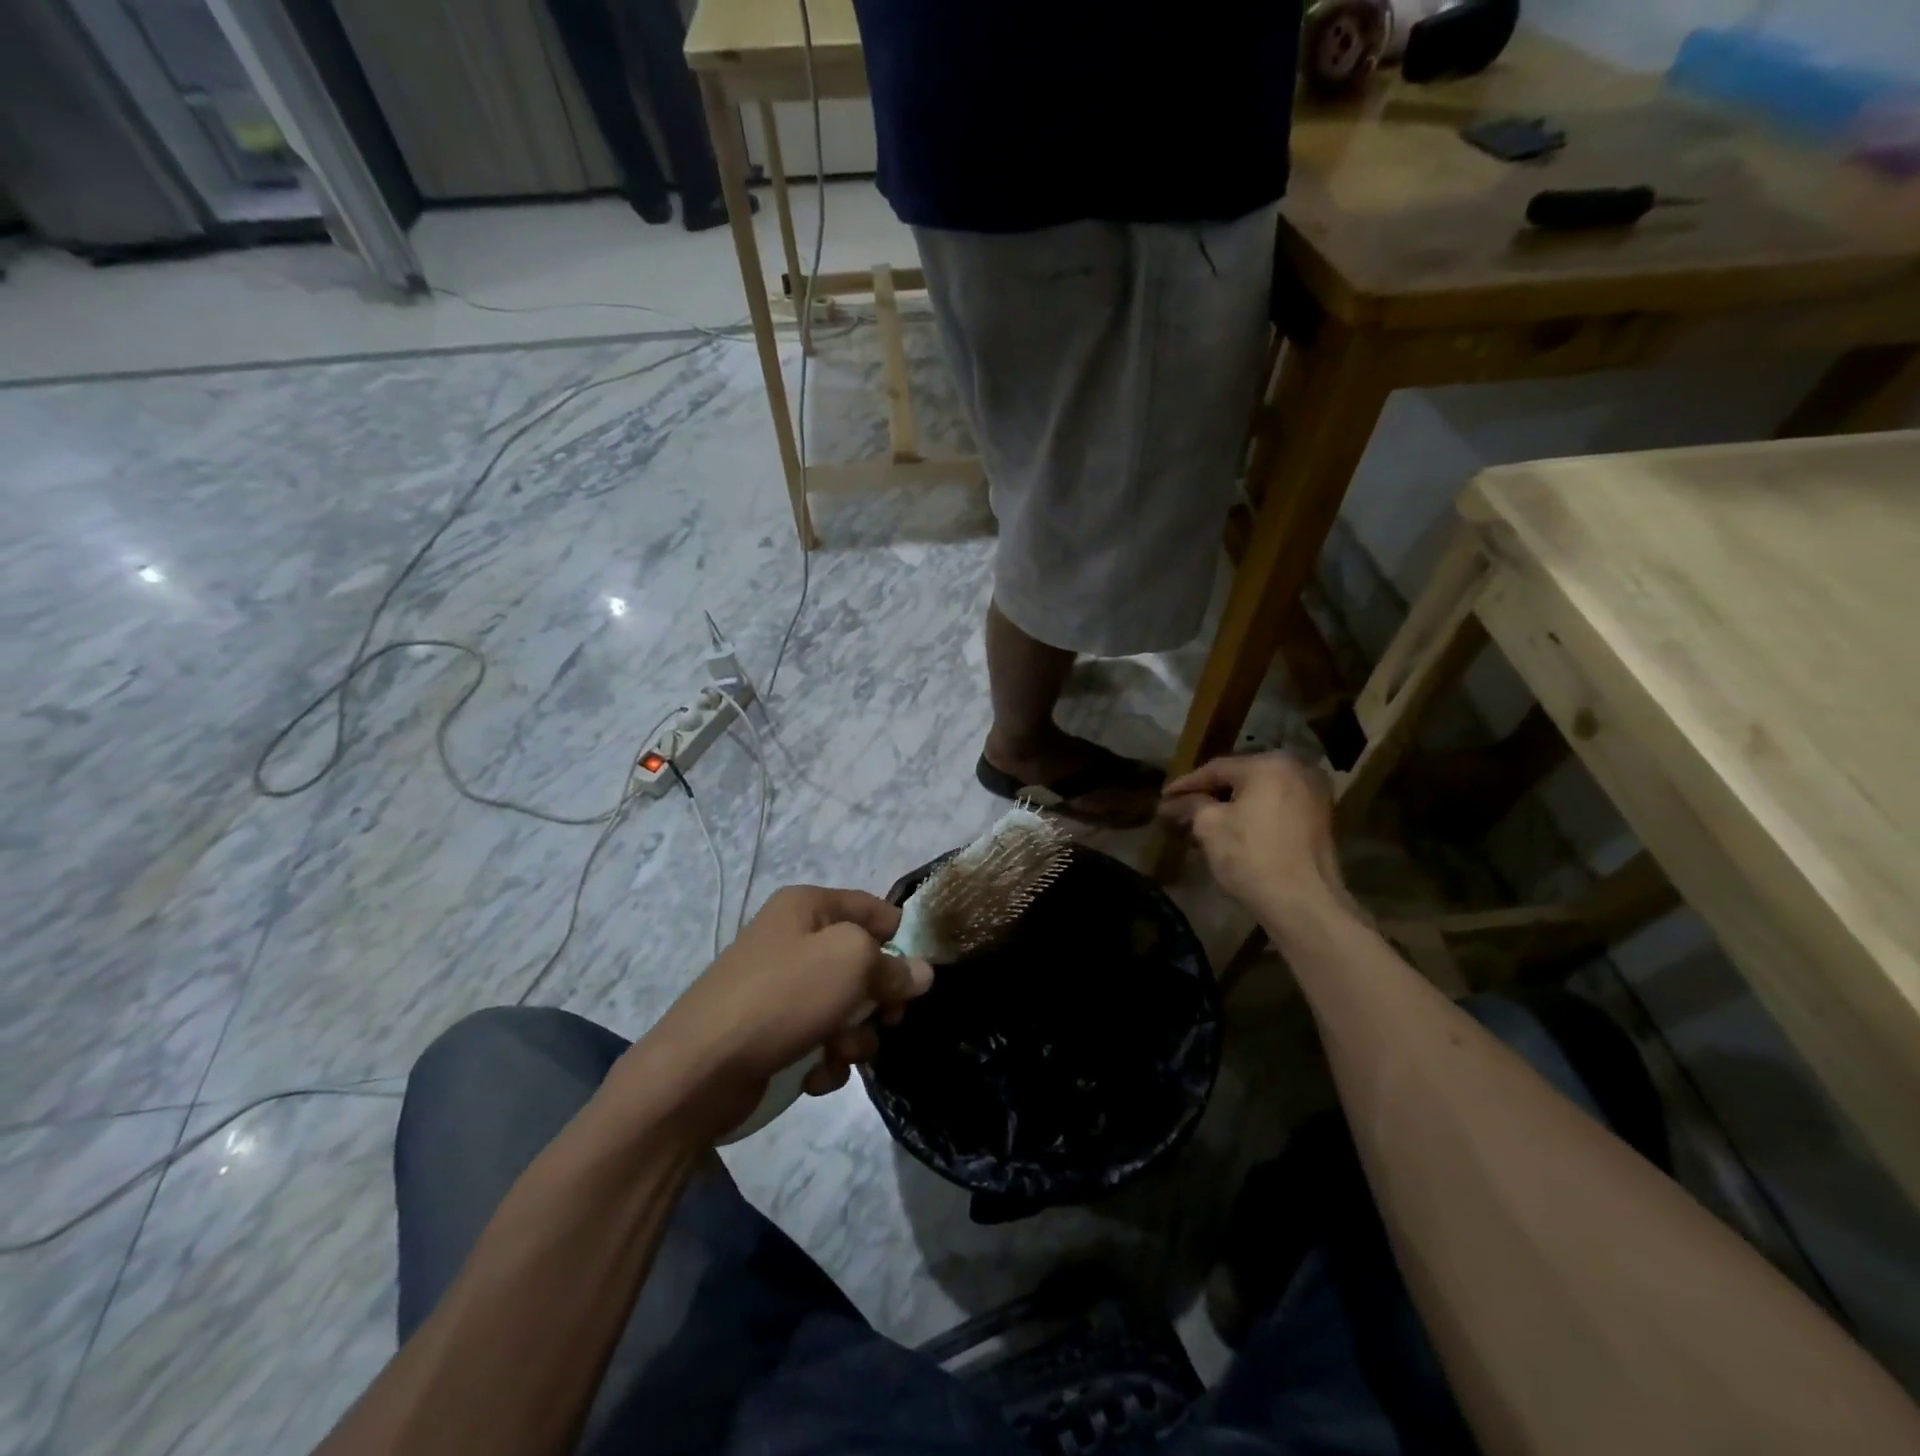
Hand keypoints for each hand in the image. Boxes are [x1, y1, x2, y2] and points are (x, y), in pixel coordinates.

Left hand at [635, 885, 934, 1137]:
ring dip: (852, 1036)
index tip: (919, 971)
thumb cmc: (783, 998)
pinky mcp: (771, 1032)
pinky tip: (814, 1074)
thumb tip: (921, 972)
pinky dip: (825, 1058)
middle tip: (888, 1019)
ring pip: (844, 1007)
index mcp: (806, 907)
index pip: (871, 908)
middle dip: (877, 997)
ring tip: (837, 1053)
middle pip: (861, 962)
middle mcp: (792, 939)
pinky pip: (819, 1039)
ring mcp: (779, 989)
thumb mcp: (851, 964)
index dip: (899, 936)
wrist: (700, 1071)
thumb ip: (892, 965)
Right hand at [1159, 752, 1347, 927]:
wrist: (1305, 904)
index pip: (1216, 769)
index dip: (1185, 784)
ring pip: (1259, 794)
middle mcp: (1297, 769)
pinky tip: (1232, 831)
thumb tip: (1173, 802)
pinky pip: (1277, 808)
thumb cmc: (1252, 857)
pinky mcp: (1321, 819)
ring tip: (1202, 823)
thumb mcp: (1210, 827)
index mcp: (1270, 764)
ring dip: (1230, 807)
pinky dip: (1253, 815)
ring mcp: (1314, 794)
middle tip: (1180, 809)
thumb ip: (1191, 805)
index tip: (1163, 798)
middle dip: (1209, 795)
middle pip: (1240, 778)